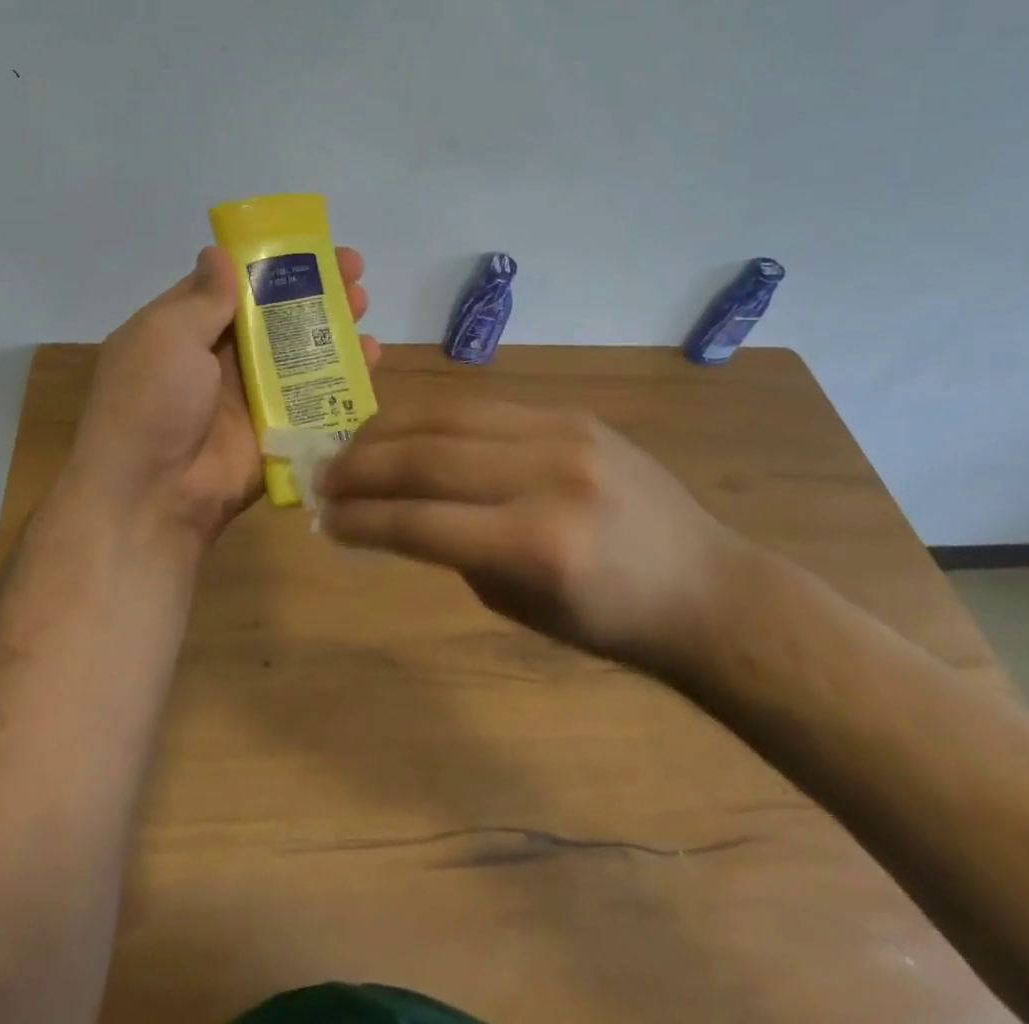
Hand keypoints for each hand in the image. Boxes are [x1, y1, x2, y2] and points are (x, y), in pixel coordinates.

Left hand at [63, 246, 380, 551]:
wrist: (153, 497)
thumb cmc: (151, 402)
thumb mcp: (166, 336)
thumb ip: (202, 297)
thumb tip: (218, 251)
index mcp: (184, 330)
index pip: (232, 284)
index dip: (269, 262)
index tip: (310, 246)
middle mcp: (218, 358)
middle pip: (273, 315)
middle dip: (312, 291)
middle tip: (354, 271)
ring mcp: (250, 395)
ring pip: (298, 353)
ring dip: (332, 327)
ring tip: (364, 304)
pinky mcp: (277, 430)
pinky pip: (314, 397)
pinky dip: (344, 377)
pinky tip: (372, 355)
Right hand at [317, 396, 744, 672]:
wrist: (705, 585)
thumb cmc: (610, 620)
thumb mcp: (520, 606)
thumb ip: (453, 550)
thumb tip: (394, 509)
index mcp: (537, 547)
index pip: (421, 522)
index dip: (362, 519)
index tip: (324, 520)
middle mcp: (546, 478)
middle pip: (426, 458)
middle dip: (361, 467)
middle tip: (323, 477)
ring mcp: (561, 435)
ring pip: (447, 417)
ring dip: (387, 431)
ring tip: (351, 447)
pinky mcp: (570, 413)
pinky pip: (482, 407)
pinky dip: (432, 418)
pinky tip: (405, 429)